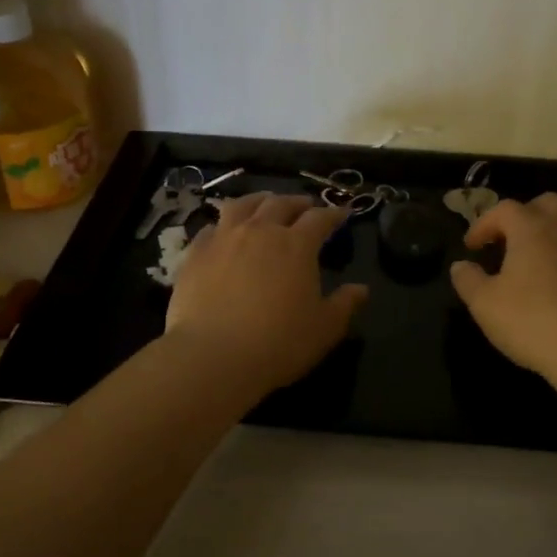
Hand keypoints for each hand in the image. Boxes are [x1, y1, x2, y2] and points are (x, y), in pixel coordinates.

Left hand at [165, 193, 368, 395]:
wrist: (213, 355)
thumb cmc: (278, 343)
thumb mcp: (324, 329)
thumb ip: (345, 305)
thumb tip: (361, 289)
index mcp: (297, 245)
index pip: (320, 218)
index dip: (333, 214)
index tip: (342, 214)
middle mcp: (260, 231)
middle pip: (281, 203)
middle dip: (297, 202)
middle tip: (305, 206)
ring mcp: (224, 238)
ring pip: (242, 205)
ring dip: (259, 201)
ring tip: (265, 204)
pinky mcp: (195, 253)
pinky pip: (211, 228)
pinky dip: (223, 224)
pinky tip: (224, 232)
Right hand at [449, 194, 556, 383]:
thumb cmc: (531, 321)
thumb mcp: (484, 304)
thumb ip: (467, 280)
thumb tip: (460, 266)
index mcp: (532, 228)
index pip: (503, 209)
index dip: (483, 224)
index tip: (471, 247)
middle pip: (545, 204)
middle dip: (523, 216)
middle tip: (507, 241)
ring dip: (549, 233)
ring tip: (534, 260)